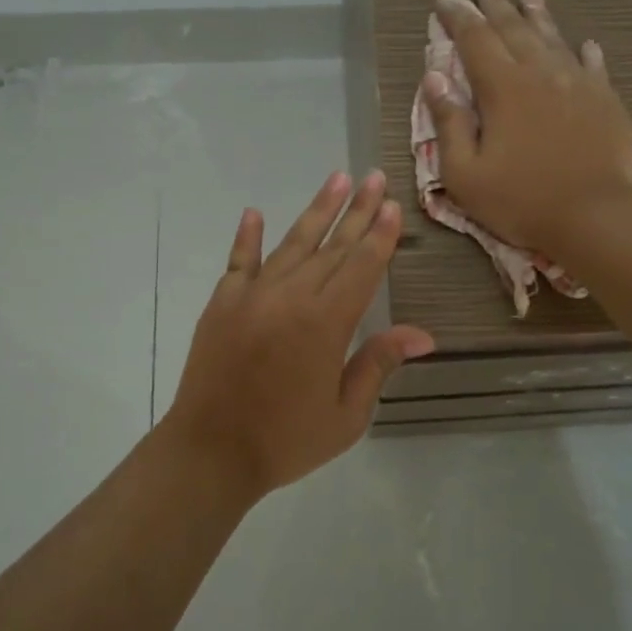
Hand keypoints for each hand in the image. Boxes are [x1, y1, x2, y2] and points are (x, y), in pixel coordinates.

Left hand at [163, 170, 434, 496]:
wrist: (209, 453)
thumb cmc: (285, 440)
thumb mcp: (346, 414)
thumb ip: (378, 364)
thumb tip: (421, 334)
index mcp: (325, 323)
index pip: (361, 267)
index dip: (379, 236)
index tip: (391, 205)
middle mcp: (291, 297)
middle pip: (332, 247)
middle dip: (357, 211)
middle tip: (374, 177)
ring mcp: (252, 295)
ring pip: (292, 244)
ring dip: (316, 211)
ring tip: (337, 179)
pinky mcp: (221, 303)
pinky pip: (238, 262)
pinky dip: (247, 237)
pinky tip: (254, 213)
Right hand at [422, 0, 631, 253]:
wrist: (594, 216)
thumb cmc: (520, 200)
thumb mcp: (465, 173)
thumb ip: (449, 123)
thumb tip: (435, 78)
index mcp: (503, 88)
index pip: (475, 39)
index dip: (457, 16)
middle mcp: (540, 74)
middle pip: (514, 28)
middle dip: (494, 2)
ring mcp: (578, 84)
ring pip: (554, 39)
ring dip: (537, 15)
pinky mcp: (605, 101)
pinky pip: (594, 66)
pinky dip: (584, 52)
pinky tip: (584, 44)